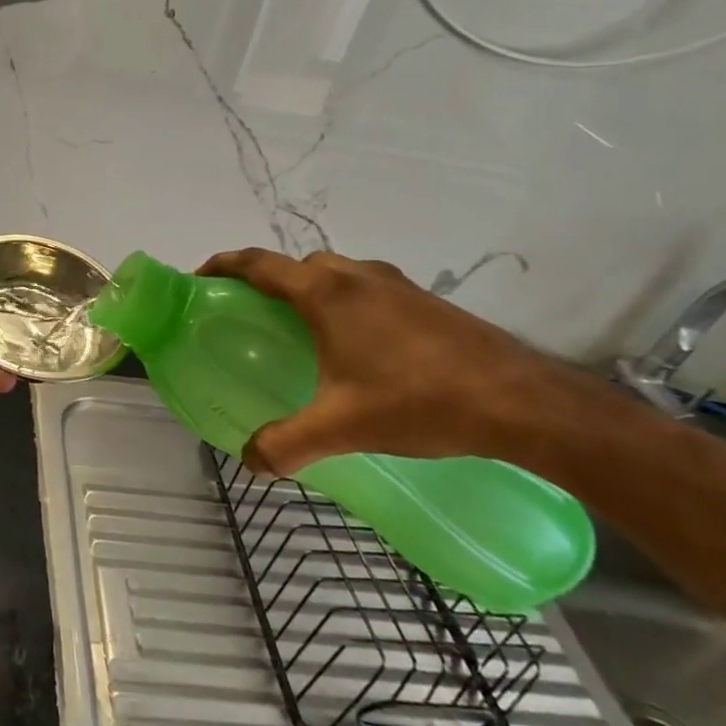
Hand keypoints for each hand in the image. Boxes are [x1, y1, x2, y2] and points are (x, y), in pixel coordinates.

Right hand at [198, 248, 617, 475]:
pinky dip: (346, 304)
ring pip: (337, 275)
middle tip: (253, 315)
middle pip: (298, 265)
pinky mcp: (426, 302)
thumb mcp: (343, 427)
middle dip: (269, 281)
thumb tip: (249, 461)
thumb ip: (287, 443)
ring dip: (311, 290)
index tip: (202, 277)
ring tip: (304, 333)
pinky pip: (368, 290)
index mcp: (326, 294)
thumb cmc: (420, 401)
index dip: (224, 265)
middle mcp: (357, 278)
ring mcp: (397, 286)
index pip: (259, 263)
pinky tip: (359, 349)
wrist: (524, 402)